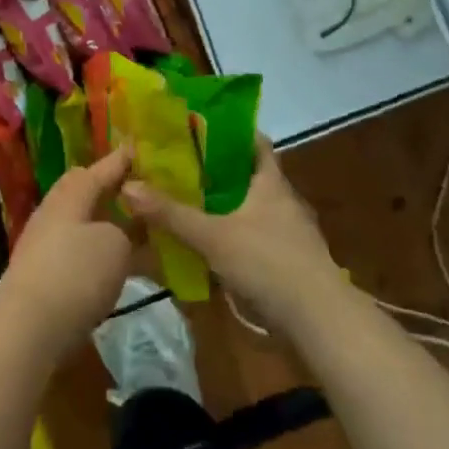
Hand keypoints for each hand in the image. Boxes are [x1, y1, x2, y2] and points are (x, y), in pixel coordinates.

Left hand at [0, 147, 134, 359]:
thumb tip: (114, 232)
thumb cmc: (75, 273)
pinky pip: (78, 254)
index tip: (136, 148)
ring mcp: (44, 246)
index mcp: (70, 196)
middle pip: (83, 194)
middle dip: (108, 191)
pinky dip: (98, 255)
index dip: (120, 161)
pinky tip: (116, 268)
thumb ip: (122, 230)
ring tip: (134, 231)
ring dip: (105, 226)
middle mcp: (54, 214)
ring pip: (81, 226)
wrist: (28, 327)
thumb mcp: (114, 244)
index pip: (99, 170)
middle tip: (136, 190)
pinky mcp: (43, 278)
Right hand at [124, 137, 343, 338]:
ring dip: (229, 206)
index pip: (257, 143)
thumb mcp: (212, 237)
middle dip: (221, 172)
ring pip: (255, 209)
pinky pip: (259, 238)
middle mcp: (285, 202)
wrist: (319, 319)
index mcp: (272, 183)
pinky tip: (215, 247)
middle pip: (252, 176)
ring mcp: (292, 234)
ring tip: (193, 205)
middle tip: (183, 168)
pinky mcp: (292, 262)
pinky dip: (237, 236)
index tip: (201, 129)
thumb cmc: (268, 263)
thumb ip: (171, 214)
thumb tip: (128, 186)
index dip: (232, 133)